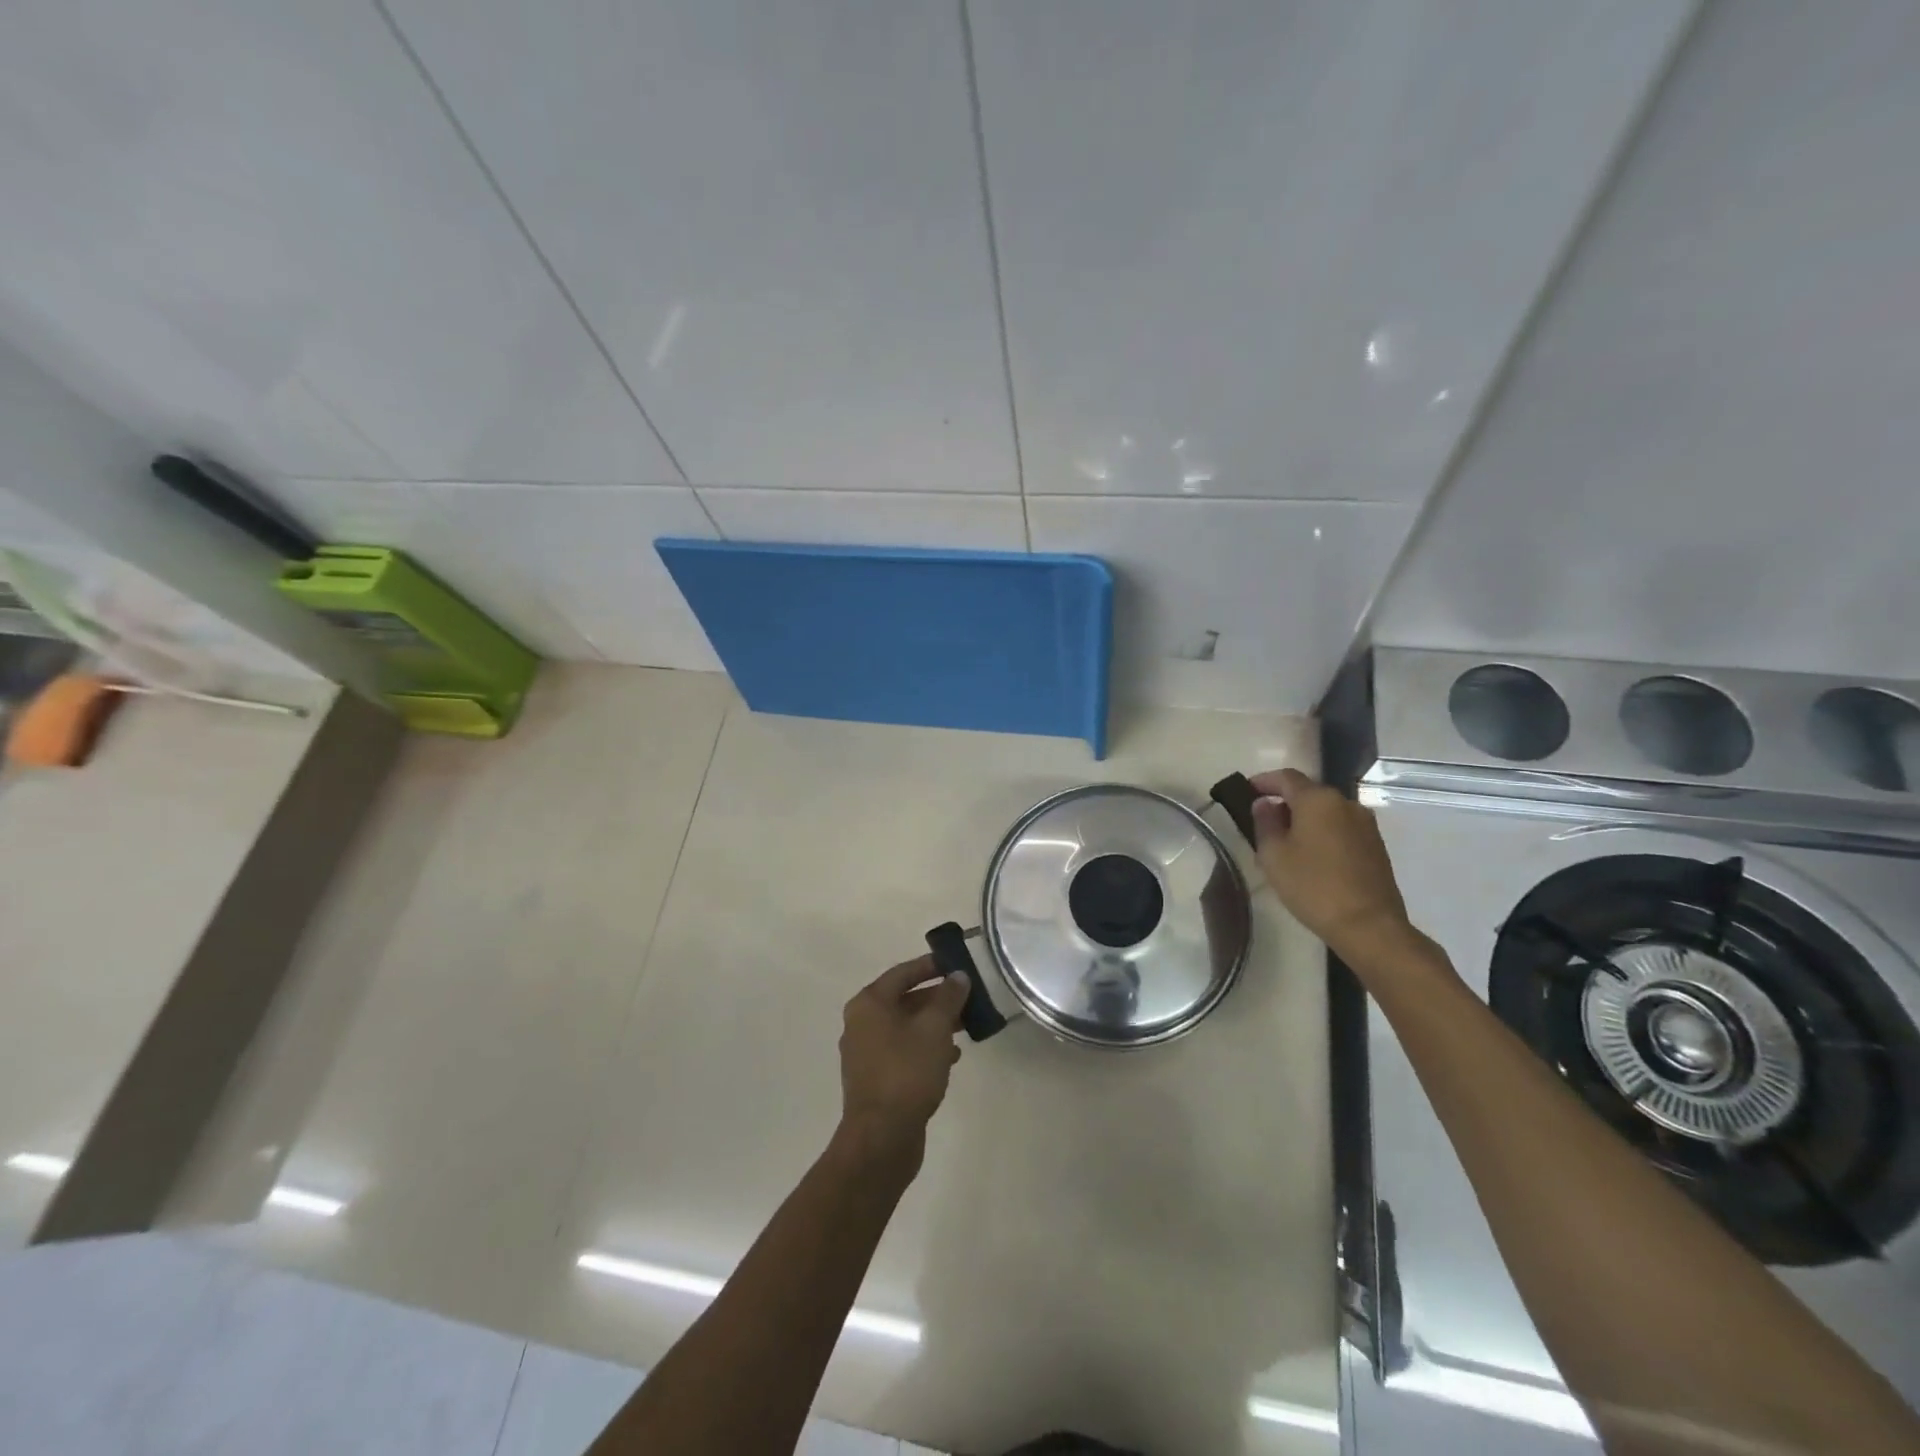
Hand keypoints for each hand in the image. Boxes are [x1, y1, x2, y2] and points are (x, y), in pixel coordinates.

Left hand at [837, 956, 968, 1167]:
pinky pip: (903, 1051)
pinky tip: (951, 1058)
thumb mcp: (934, 1028)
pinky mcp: (876, 1078)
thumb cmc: (907, 1072)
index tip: (956, 963)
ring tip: (966, 1026)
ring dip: (934, 1024)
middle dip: (937, 998)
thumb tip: (958, 976)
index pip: (902, 973)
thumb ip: (948, 998)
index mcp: (869, 1004)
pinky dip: (925, 1048)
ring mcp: (866, 1053)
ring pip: (905, 1027)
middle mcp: (862, 1023)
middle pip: (904, 999)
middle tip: (967, 996)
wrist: (882, 1138)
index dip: (930, 966)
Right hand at [1248, 768, 1413, 959]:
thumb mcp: (1273, 855)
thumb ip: (1264, 823)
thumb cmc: (1312, 886)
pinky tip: (1312, 856)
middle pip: (1308, 792)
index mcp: (1318, 800)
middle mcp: (1345, 803)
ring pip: (1326, 811)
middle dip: (1284, 801)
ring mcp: (1365, 824)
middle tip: (1263, 820)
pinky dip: (1323, 833)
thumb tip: (1264, 804)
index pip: (1286, 777)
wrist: (1368, 925)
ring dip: (1305, 819)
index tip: (1245, 791)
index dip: (1263, 781)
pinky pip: (1341, 828)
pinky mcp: (1375, 845)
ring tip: (1286, 841)